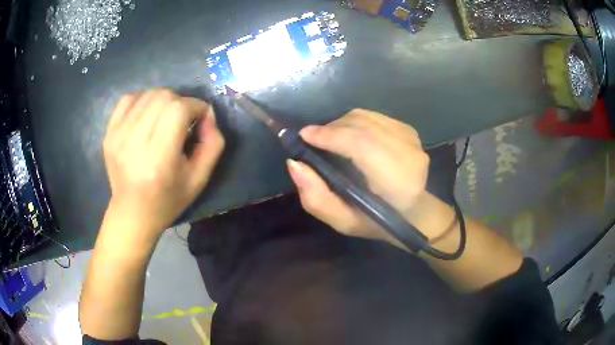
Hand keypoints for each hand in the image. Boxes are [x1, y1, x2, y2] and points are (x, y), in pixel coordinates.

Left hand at [103, 88, 224, 236]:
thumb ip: (213, 144)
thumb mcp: (199, 179)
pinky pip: (128, 99)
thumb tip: (208, 114)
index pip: (178, 109)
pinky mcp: (109, 133)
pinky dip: (143, 99)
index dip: (196, 106)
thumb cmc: (168, 200)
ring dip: (163, 100)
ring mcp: (118, 136)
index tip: (200, 118)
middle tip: (183, 120)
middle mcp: (135, 143)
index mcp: (159, 159)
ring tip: (165, 118)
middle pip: (163, 97)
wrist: (132, 213)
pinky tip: (147, 113)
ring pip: (148, 94)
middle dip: (181, 102)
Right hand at [287, 109, 428, 245]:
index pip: (362, 146)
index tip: (305, 135)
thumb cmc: (375, 221)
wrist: (412, 211)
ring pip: (367, 118)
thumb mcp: (342, 221)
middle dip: (332, 128)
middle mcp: (410, 156)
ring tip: (330, 137)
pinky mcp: (409, 131)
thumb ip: (316, 198)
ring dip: (341, 123)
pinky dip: (355, 121)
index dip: (331, 136)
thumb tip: (294, 163)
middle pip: (363, 126)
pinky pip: (374, 116)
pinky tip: (349, 135)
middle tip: (313, 137)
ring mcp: (412, 140)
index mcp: (397, 184)